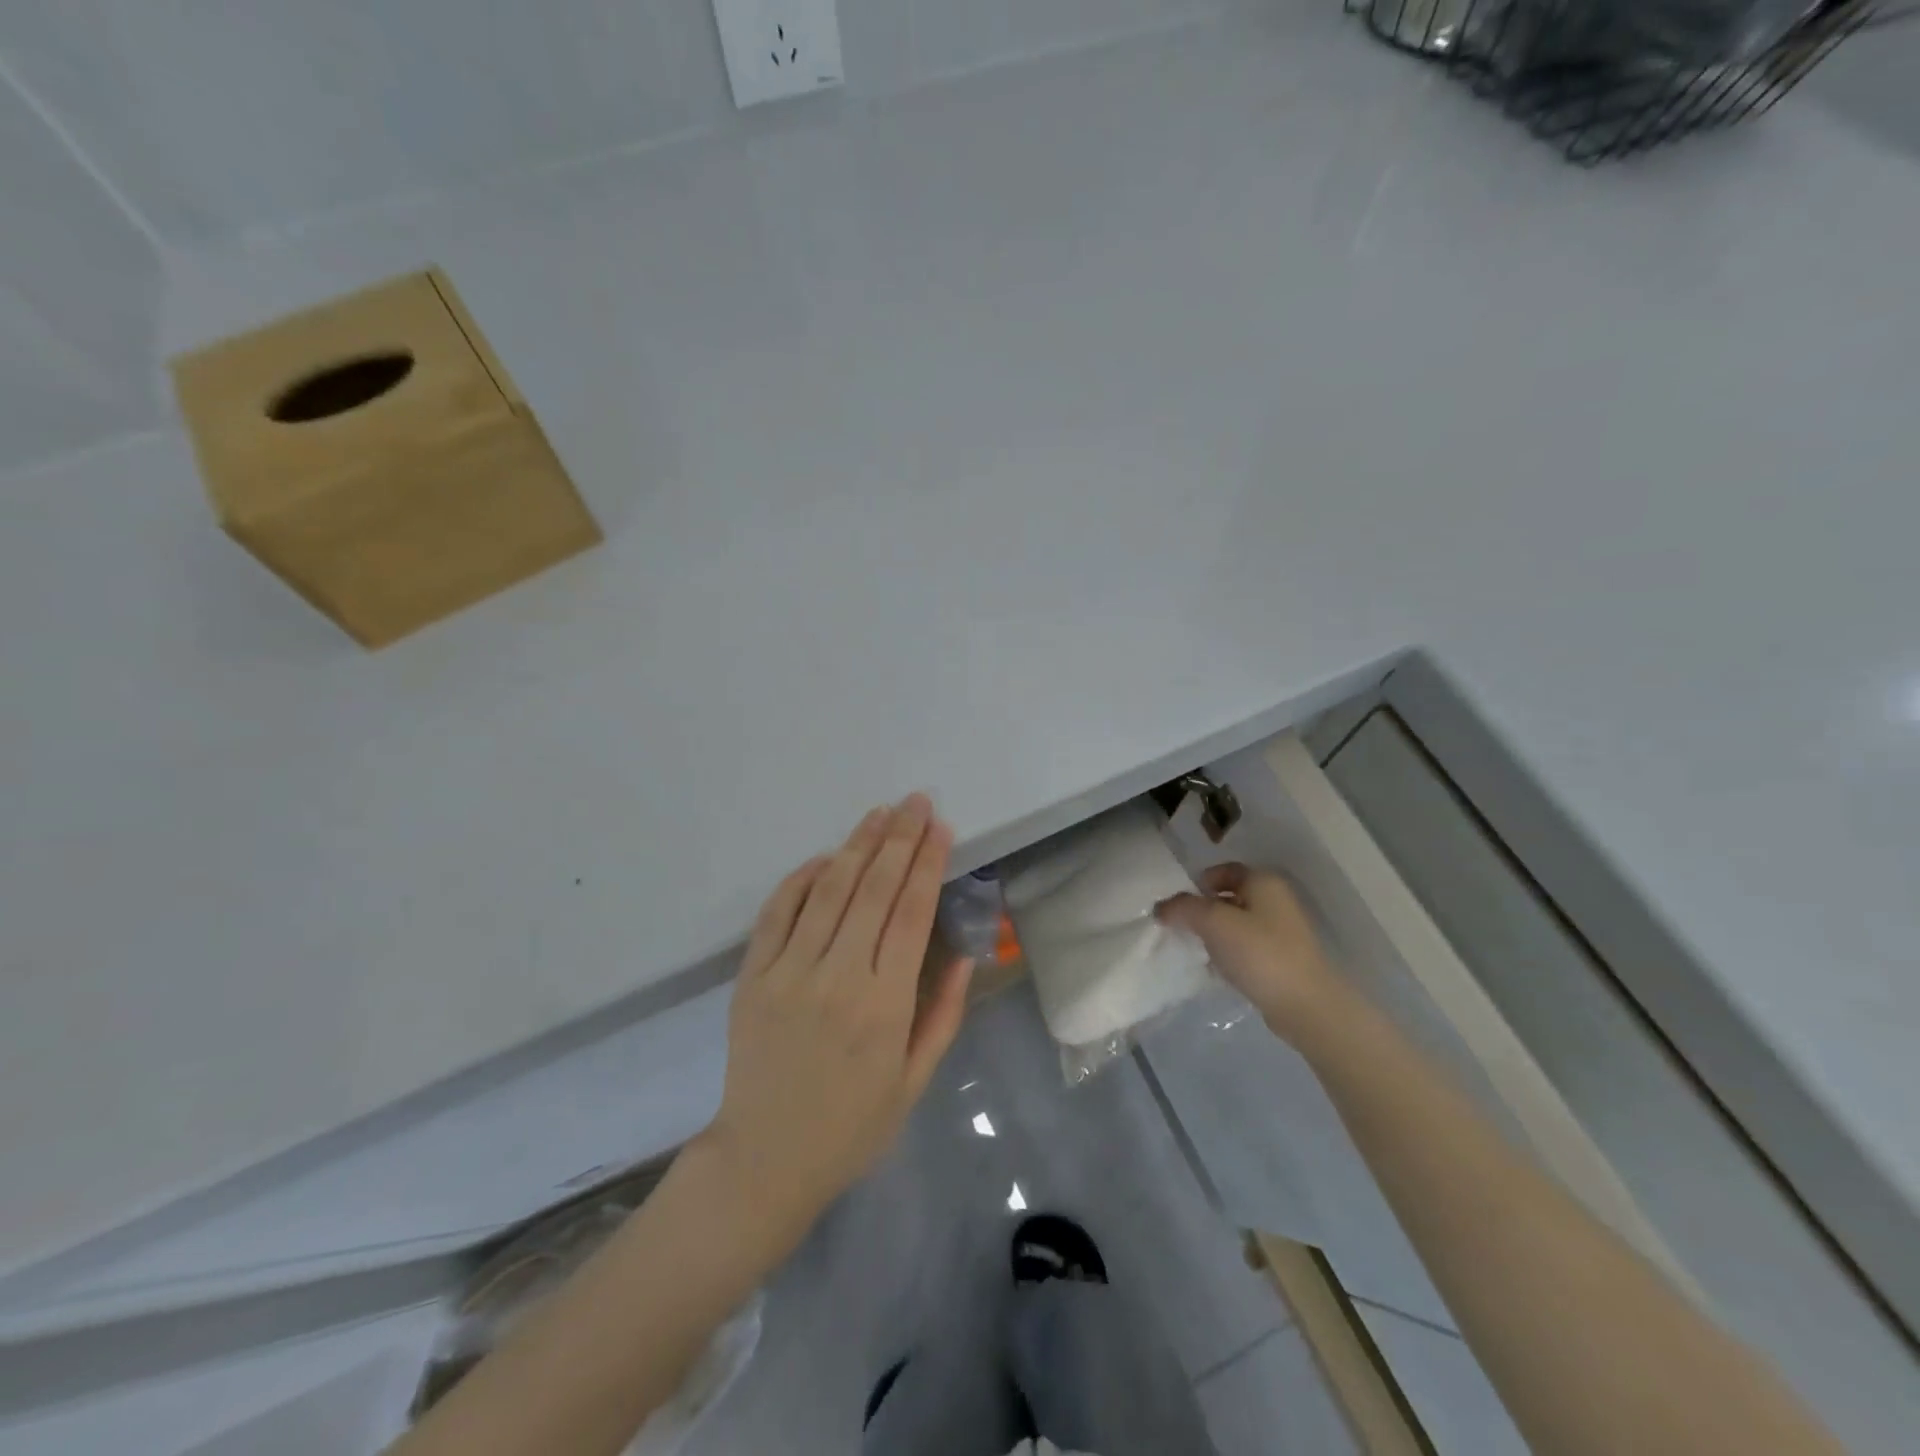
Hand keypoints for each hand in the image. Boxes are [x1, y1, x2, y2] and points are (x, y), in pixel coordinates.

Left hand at [699, 795, 972, 1252]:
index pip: (911, 912)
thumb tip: (966, 953)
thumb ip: (942, 1013)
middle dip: (899, 837)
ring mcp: (788, 972)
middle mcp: (837, 976)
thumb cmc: (852, 1125)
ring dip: (857, 845)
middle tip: (915, 801)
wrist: (764, 1160)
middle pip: (873, 888)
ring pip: (828, 890)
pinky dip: (803, 878)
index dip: (927, 862)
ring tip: (879, 813)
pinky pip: (779, 911)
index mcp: (883, 1005)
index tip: (940, 826)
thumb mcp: (915, 1080)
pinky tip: (827, 858)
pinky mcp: (752, 975)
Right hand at [1156, 864, 1342, 1041]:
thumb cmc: (1259, 953)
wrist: (1306, 1006)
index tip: (1179, 906)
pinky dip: (1230, 954)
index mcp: (1263, 882)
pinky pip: (1247, 948)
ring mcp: (1283, 931)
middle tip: (1183, 928)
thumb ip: (1183, 908)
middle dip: (1203, 911)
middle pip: (1229, 897)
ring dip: (1215, 935)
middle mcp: (1276, 900)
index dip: (1198, 883)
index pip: (1224, 870)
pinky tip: (1218, 971)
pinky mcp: (1283, 959)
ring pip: (1237, 924)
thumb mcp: (1213, 922)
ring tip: (1198, 952)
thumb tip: (1161, 907)